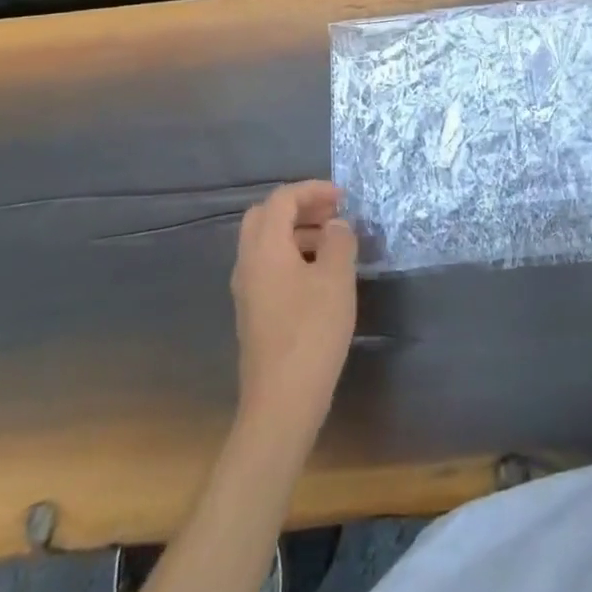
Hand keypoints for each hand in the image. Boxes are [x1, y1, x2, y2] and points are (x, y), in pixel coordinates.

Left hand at [232, 181, 357, 436]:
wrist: (282, 401)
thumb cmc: (311, 332)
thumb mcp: (336, 279)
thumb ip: (339, 241)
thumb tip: (336, 225)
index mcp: (264, 248)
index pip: (281, 199)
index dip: (312, 190)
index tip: (344, 197)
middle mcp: (248, 263)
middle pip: (265, 217)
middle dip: (300, 207)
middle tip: (333, 214)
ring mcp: (248, 290)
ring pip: (266, 242)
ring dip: (297, 231)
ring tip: (334, 242)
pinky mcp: (254, 312)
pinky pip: (269, 266)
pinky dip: (293, 254)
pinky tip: (321, 274)